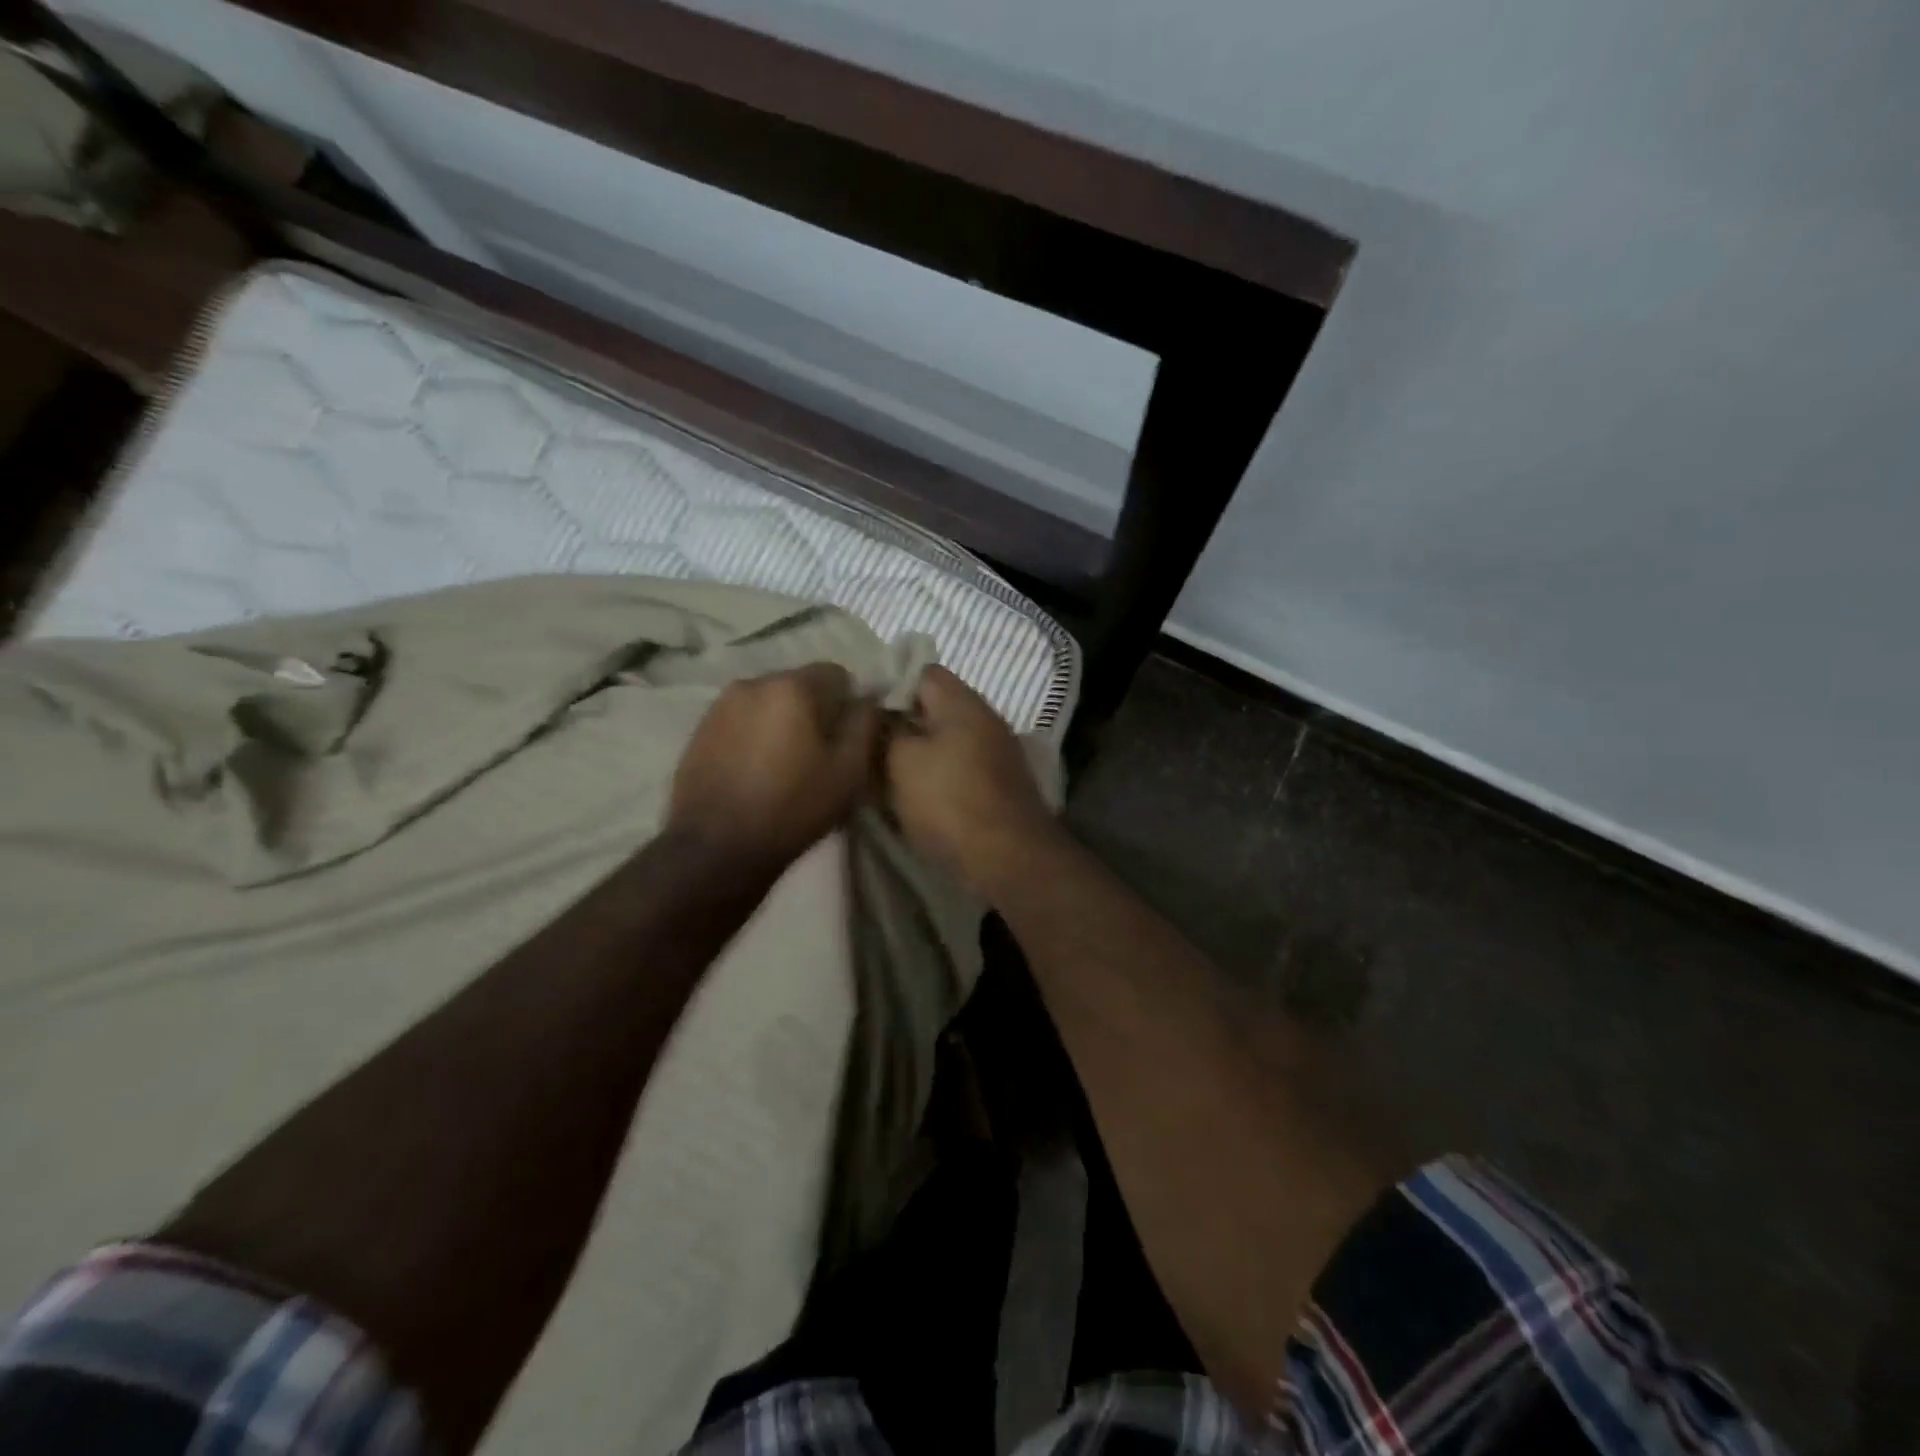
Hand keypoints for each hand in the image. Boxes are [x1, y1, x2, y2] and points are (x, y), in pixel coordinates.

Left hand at [670, 663, 883, 870]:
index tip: (846, 738)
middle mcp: (753, 682)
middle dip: (813, 710)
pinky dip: (754, 735)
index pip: (836, 673)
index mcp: (792, 686)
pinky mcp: (700, 730)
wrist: (717, 848)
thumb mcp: (849, 770)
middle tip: (818, 754)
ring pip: (768, 702)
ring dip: (782, 722)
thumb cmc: (793, 807)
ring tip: (784, 764)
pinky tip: (755, 771)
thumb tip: (867, 700)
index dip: (848, 704)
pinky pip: (741, 720)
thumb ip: (865, 723)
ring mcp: (720, 705)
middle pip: (798, 685)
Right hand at [886, 666, 1056, 895]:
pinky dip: (938, 776)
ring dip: (919, 753)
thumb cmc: (949, 801)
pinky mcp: (1000, 784)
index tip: (863, 707)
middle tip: (869, 742)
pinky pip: (960, 768)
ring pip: (947, 740)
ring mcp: (998, 753)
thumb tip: (882, 716)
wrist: (1007, 858)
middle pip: (936, 708)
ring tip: (885, 771)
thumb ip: (887, 730)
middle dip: (902, 722)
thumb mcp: (902, 761)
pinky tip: (916, 795)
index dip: (890, 683)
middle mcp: (986, 719)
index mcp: (963, 702)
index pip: (922, 671)